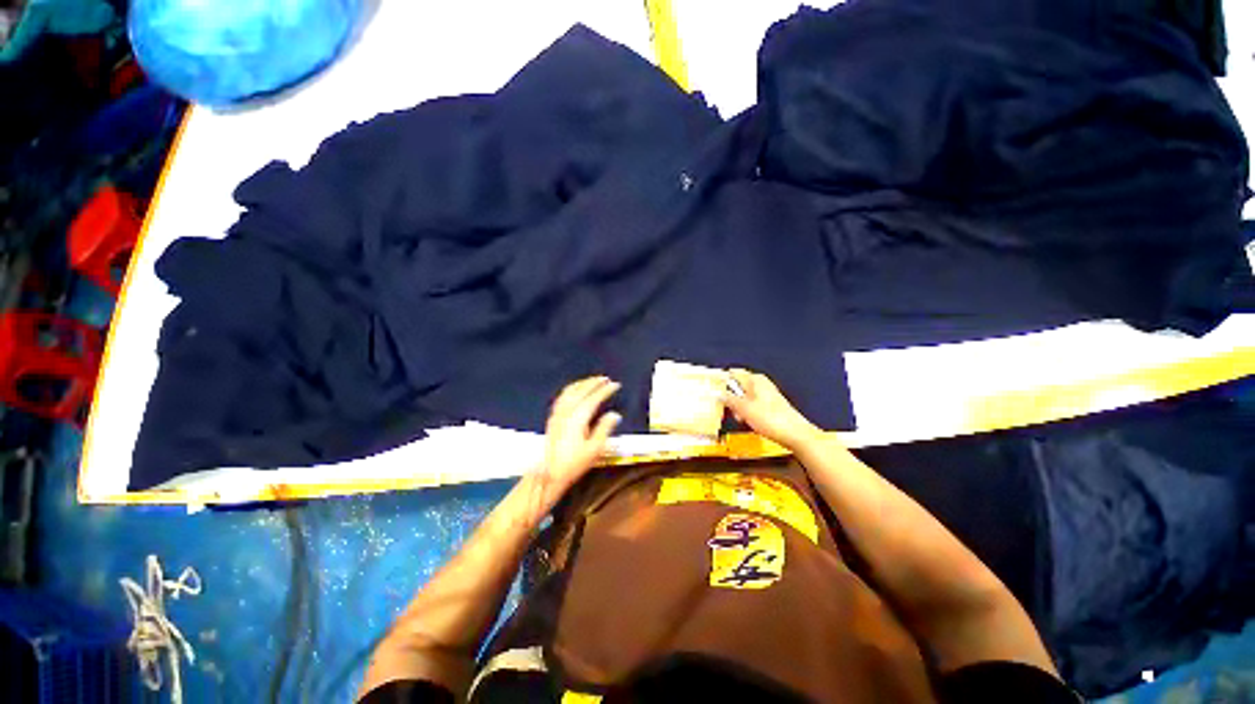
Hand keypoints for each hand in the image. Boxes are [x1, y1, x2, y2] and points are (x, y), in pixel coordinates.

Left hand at [541, 377, 621, 492]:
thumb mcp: (595, 449)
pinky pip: (562, 396)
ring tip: (591, 381)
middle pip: (581, 390)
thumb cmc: (574, 463)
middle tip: (605, 378)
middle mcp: (567, 411)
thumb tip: (614, 414)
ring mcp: (558, 413)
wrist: (549, 473)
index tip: (615, 385)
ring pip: (570, 391)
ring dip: (582, 383)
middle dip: (593, 382)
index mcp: (579, 417)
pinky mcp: (553, 418)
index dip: (605, 390)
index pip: (594, 398)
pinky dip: (571, 389)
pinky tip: (574, 391)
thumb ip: (605, 429)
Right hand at [723, 369, 821, 450]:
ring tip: (741, 418)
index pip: (733, 373)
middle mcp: (761, 384)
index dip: (722, 381)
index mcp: (755, 379)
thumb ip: (729, 399)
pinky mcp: (771, 407)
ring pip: (745, 398)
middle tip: (728, 409)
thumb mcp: (744, 409)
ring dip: (739, 407)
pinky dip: (748, 412)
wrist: (795, 435)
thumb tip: (717, 393)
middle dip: (731, 397)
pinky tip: (749, 422)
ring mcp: (767, 395)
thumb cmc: (771, 419)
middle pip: (738, 386)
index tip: (713, 390)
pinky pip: (753, 406)